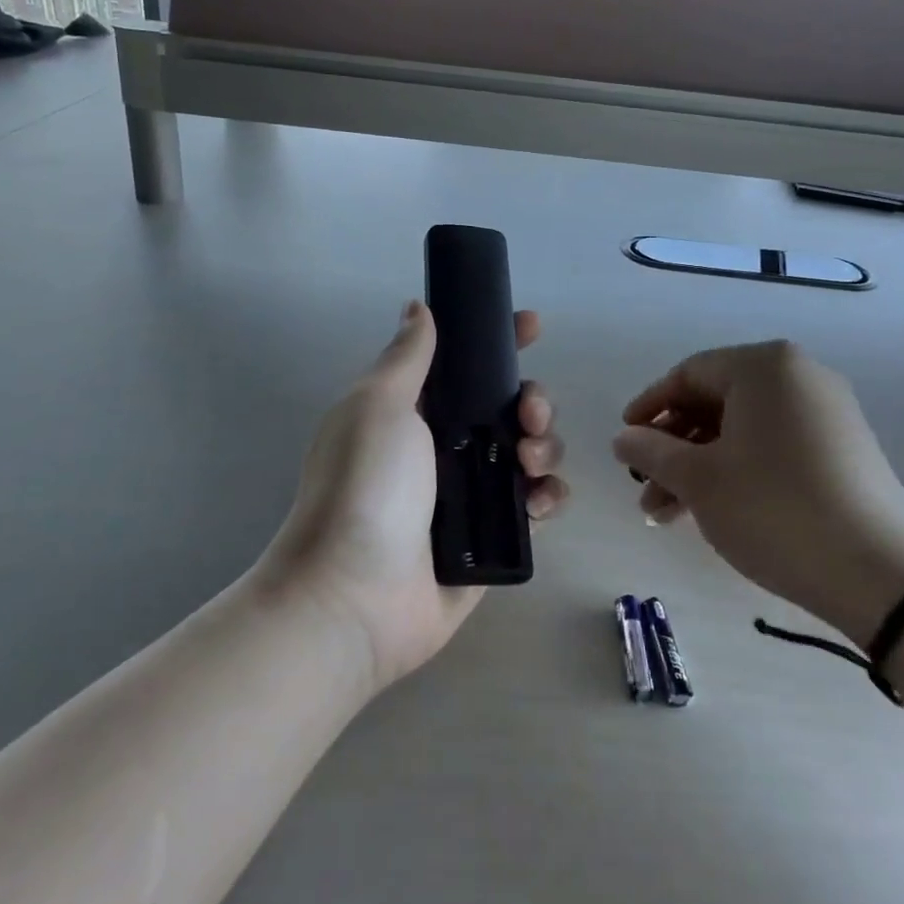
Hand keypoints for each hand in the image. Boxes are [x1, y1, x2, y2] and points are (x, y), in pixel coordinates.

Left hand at [258, 302, 568, 691]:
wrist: (354, 597)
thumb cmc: (365, 487)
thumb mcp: (380, 407)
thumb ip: (408, 356)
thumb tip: (418, 307)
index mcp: (416, 412)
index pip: (465, 363)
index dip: (499, 341)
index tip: (531, 325)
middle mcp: (445, 448)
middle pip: (509, 407)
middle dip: (533, 399)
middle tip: (528, 413)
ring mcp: (472, 495)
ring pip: (530, 452)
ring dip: (546, 446)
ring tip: (530, 464)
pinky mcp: (494, 539)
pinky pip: (536, 505)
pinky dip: (548, 496)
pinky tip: (540, 502)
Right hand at [612, 341, 903, 645]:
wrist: (881, 574)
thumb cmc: (774, 509)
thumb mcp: (699, 480)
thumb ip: (652, 451)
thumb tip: (622, 438)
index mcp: (764, 367)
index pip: (688, 374)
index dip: (650, 407)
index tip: (624, 441)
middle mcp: (799, 377)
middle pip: (715, 403)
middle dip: (673, 448)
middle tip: (644, 488)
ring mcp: (828, 413)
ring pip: (742, 430)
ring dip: (700, 467)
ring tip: (668, 514)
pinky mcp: (844, 450)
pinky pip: (774, 446)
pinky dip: (738, 471)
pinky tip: (714, 510)